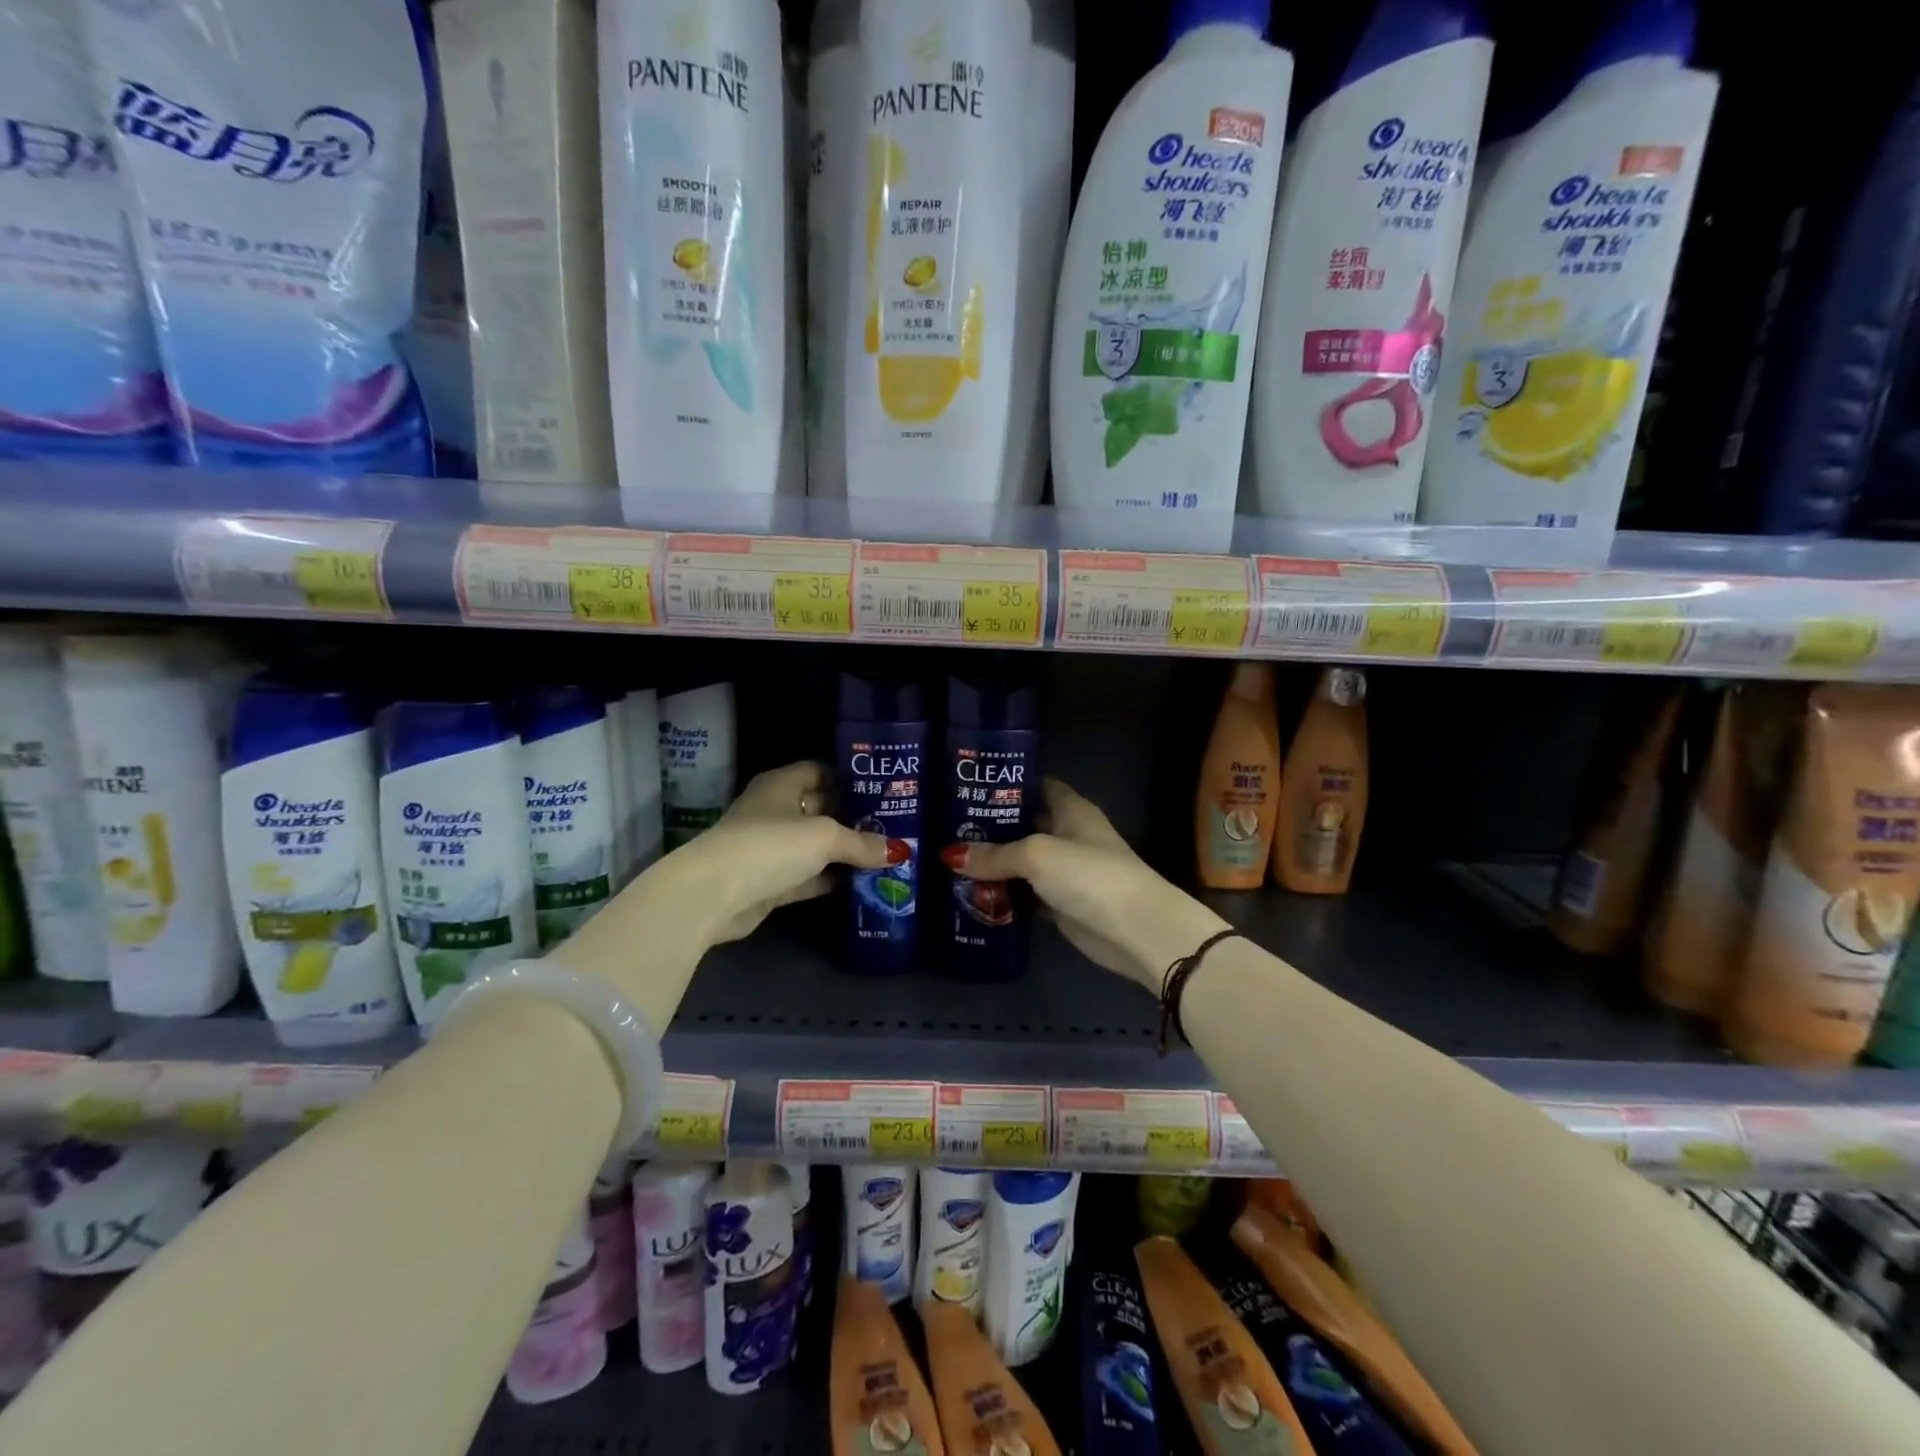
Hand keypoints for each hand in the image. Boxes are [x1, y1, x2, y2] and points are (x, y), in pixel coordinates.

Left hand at [669, 761, 897, 944]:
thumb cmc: (771, 844)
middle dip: (854, 817)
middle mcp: (776, 811)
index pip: (820, 770)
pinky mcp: (771, 882)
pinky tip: (863, 883)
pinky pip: (809, 876)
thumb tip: (899, 851)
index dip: (850, 777)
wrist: (715, 894)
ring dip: (845, 852)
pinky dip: (832, 879)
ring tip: (886, 854)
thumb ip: (861, 843)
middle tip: (893, 824)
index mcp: (782, 785)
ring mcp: (772, 848)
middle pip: (821, 808)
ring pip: (816, 845)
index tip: (882, 788)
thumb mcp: (824, 837)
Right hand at [942, 779, 1228, 992]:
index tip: (964, 785)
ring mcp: (1063, 871)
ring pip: (1019, 862)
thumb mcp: (1037, 855)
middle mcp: (1066, 834)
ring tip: (946, 860)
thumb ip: (995, 854)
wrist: (1136, 930)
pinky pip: (1023, 895)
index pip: (1034, 785)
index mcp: (1070, 809)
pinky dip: (1001, 896)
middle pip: (1021, 825)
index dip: (1003, 784)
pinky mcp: (1059, 904)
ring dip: (990, 865)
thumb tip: (949, 855)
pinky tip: (968, 895)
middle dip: (987, 827)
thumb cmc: (1090, 875)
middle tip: (942, 827)